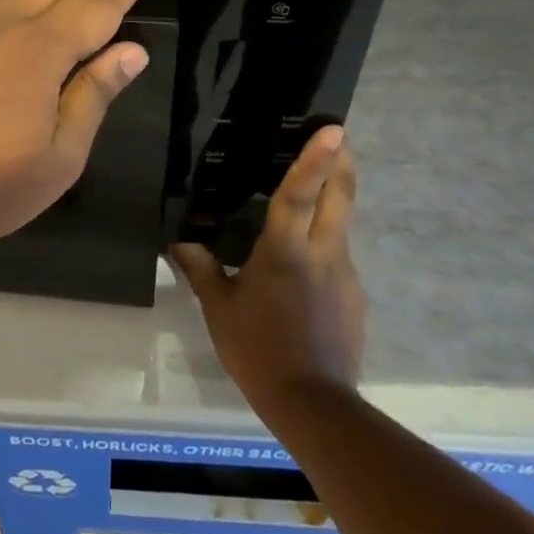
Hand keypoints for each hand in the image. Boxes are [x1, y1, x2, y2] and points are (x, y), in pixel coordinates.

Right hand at [174, 125, 364, 410]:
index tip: (333, 129)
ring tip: (312, 189)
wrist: (314, 405)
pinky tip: (304, 258)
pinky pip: (339, 253)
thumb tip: (179, 240)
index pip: (300, 195)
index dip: (315, 159)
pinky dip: (326, 239)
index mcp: (286, 251)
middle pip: (341, 197)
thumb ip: (200, 268)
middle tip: (336, 135)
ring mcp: (345, 274)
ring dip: (334, 198)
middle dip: (341, 162)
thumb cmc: (258, 350)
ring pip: (342, 223)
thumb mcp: (219, 309)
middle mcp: (324, 254)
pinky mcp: (354, 295)